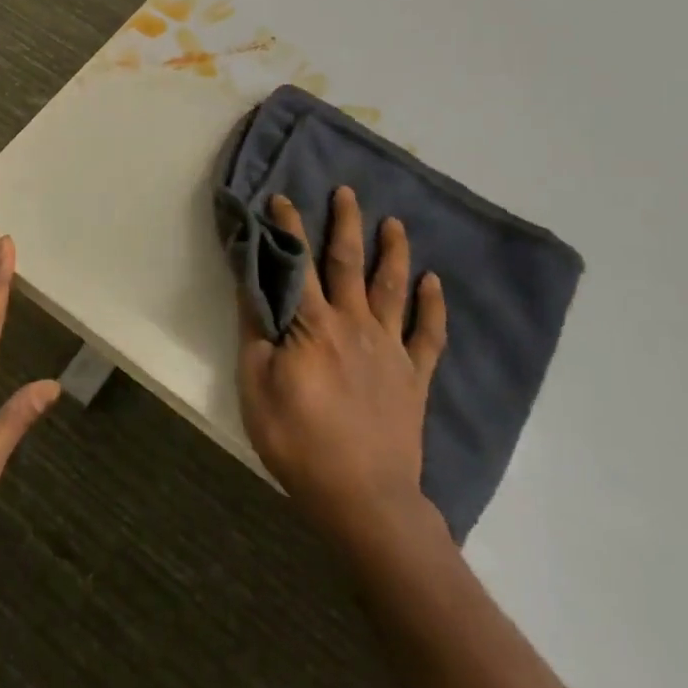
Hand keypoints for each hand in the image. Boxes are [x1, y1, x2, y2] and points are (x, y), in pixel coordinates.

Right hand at [237, 186, 447, 545]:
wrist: (362, 496)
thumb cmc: (298, 440)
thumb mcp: (256, 385)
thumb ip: (256, 330)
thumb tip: (253, 284)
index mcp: (313, 325)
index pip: (298, 264)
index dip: (289, 228)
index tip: (281, 198)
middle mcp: (354, 324)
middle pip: (349, 263)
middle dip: (346, 224)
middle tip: (347, 191)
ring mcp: (390, 348)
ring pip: (393, 288)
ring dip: (393, 251)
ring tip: (395, 222)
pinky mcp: (414, 376)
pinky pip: (429, 334)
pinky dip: (434, 306)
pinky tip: (434, 282)